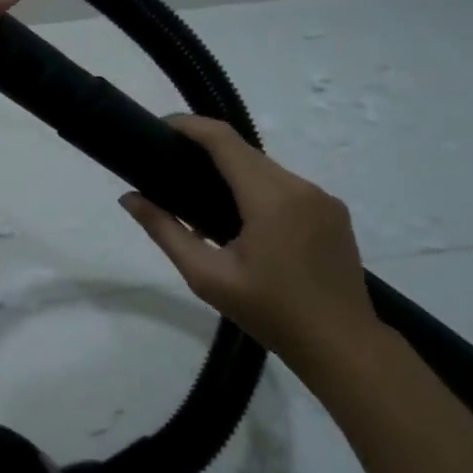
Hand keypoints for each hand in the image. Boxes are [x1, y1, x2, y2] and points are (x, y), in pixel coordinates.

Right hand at [120, 116, 383, 377]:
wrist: (343, 346)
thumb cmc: (269, 312)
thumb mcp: (207, 277)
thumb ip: (165, 231)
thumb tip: (129, 198)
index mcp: (270, 198)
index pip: (224, 140)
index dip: (190, 126)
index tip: (161, 127)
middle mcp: (301, 187)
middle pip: (245, 152)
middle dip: (208, 149)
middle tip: (172, 166)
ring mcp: (323, 198)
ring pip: (267, 168)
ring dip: (234, 171)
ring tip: (203, 197)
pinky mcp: (334, 212)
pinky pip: (287, 186)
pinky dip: (259, 189)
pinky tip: (243, 218)